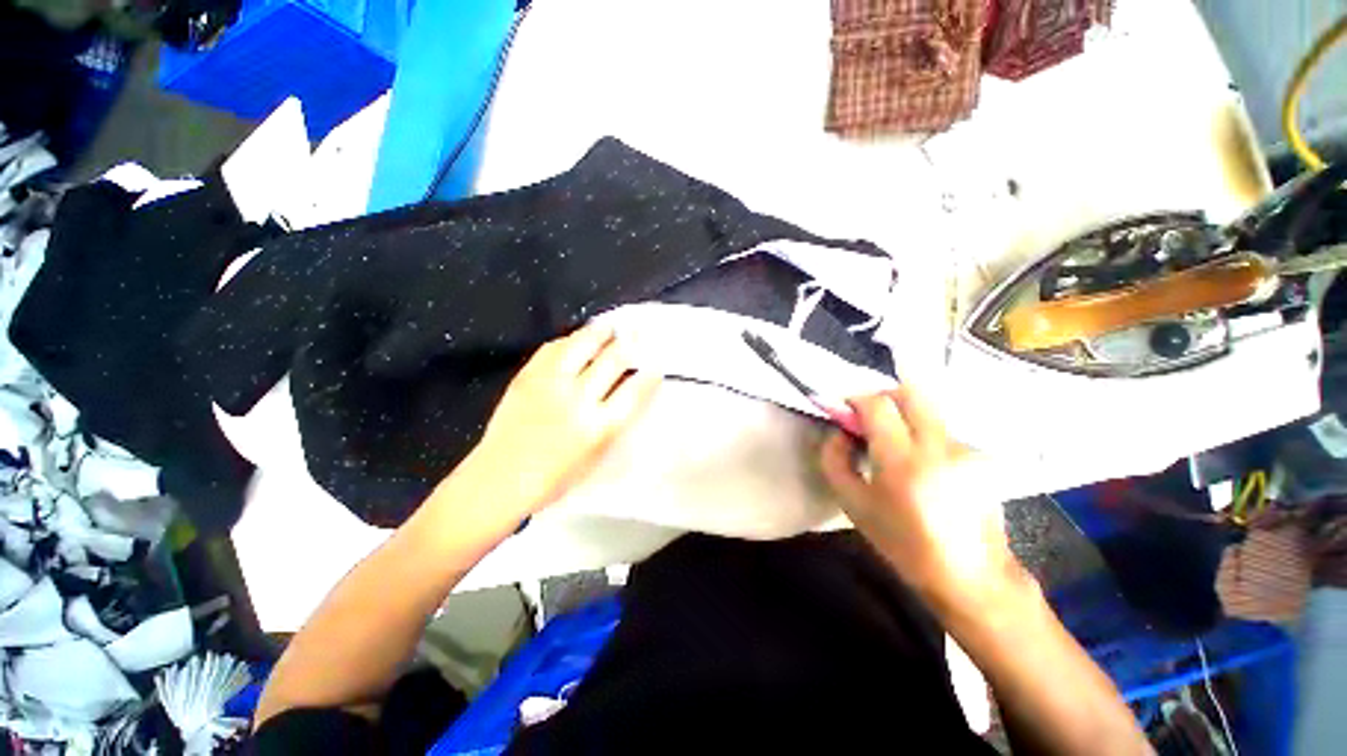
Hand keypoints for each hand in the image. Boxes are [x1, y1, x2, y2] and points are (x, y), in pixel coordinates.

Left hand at [457, 324, 660, 522]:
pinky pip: (553, 348)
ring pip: (583, 344)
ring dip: (600, 332)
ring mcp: (551, 384)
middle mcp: (579, 399)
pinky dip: (569, 340)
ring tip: (609, 326)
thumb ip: (614, 422)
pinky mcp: (528, 376)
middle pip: (613, 360)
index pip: (634, 391)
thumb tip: (626, 391)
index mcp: (600, 426)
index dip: (650, 374)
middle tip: (636, 333)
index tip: (656, 364)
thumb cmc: (554, 478)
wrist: (500, 478)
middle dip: (630, 343)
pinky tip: (575, 339)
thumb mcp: (595, 457)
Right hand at [820, 386, 1027, 614]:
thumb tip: (837, 432)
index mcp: (903, 462)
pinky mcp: (980, 455)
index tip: (844, 407)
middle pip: (910, 392)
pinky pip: (941, 428)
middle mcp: (939, 446)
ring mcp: (965, 448)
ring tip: (893, 443)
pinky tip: (920, 461)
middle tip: (868, 416)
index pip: (878, 405)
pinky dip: (922, 433)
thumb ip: (834, 460)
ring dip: (903, 415)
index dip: (856, 398)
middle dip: (882, 396)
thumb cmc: (904, 544)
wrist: (972, 577)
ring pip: (927, 409)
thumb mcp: (853, 505)